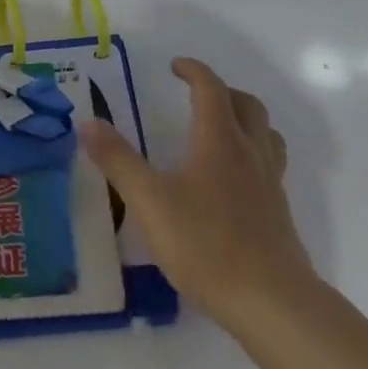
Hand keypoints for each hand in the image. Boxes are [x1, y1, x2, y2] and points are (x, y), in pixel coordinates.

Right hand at [80, 57, 319, 331]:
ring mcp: (269, 184)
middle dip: (222, 91)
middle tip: (196, 94)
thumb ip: (118, 161)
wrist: (270, 302)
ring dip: (244, 120)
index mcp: (219, 141)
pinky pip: (269, 166)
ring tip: (220, 130)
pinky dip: (251, 155)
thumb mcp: (149, 201)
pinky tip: (231, 182)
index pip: (211, 89)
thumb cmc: (205, 244)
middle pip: (247, 105)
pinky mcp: (278, 214)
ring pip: (265, 134)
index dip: (194, 71)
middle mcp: (249, 154)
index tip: (175, 66)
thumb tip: (89, 123)